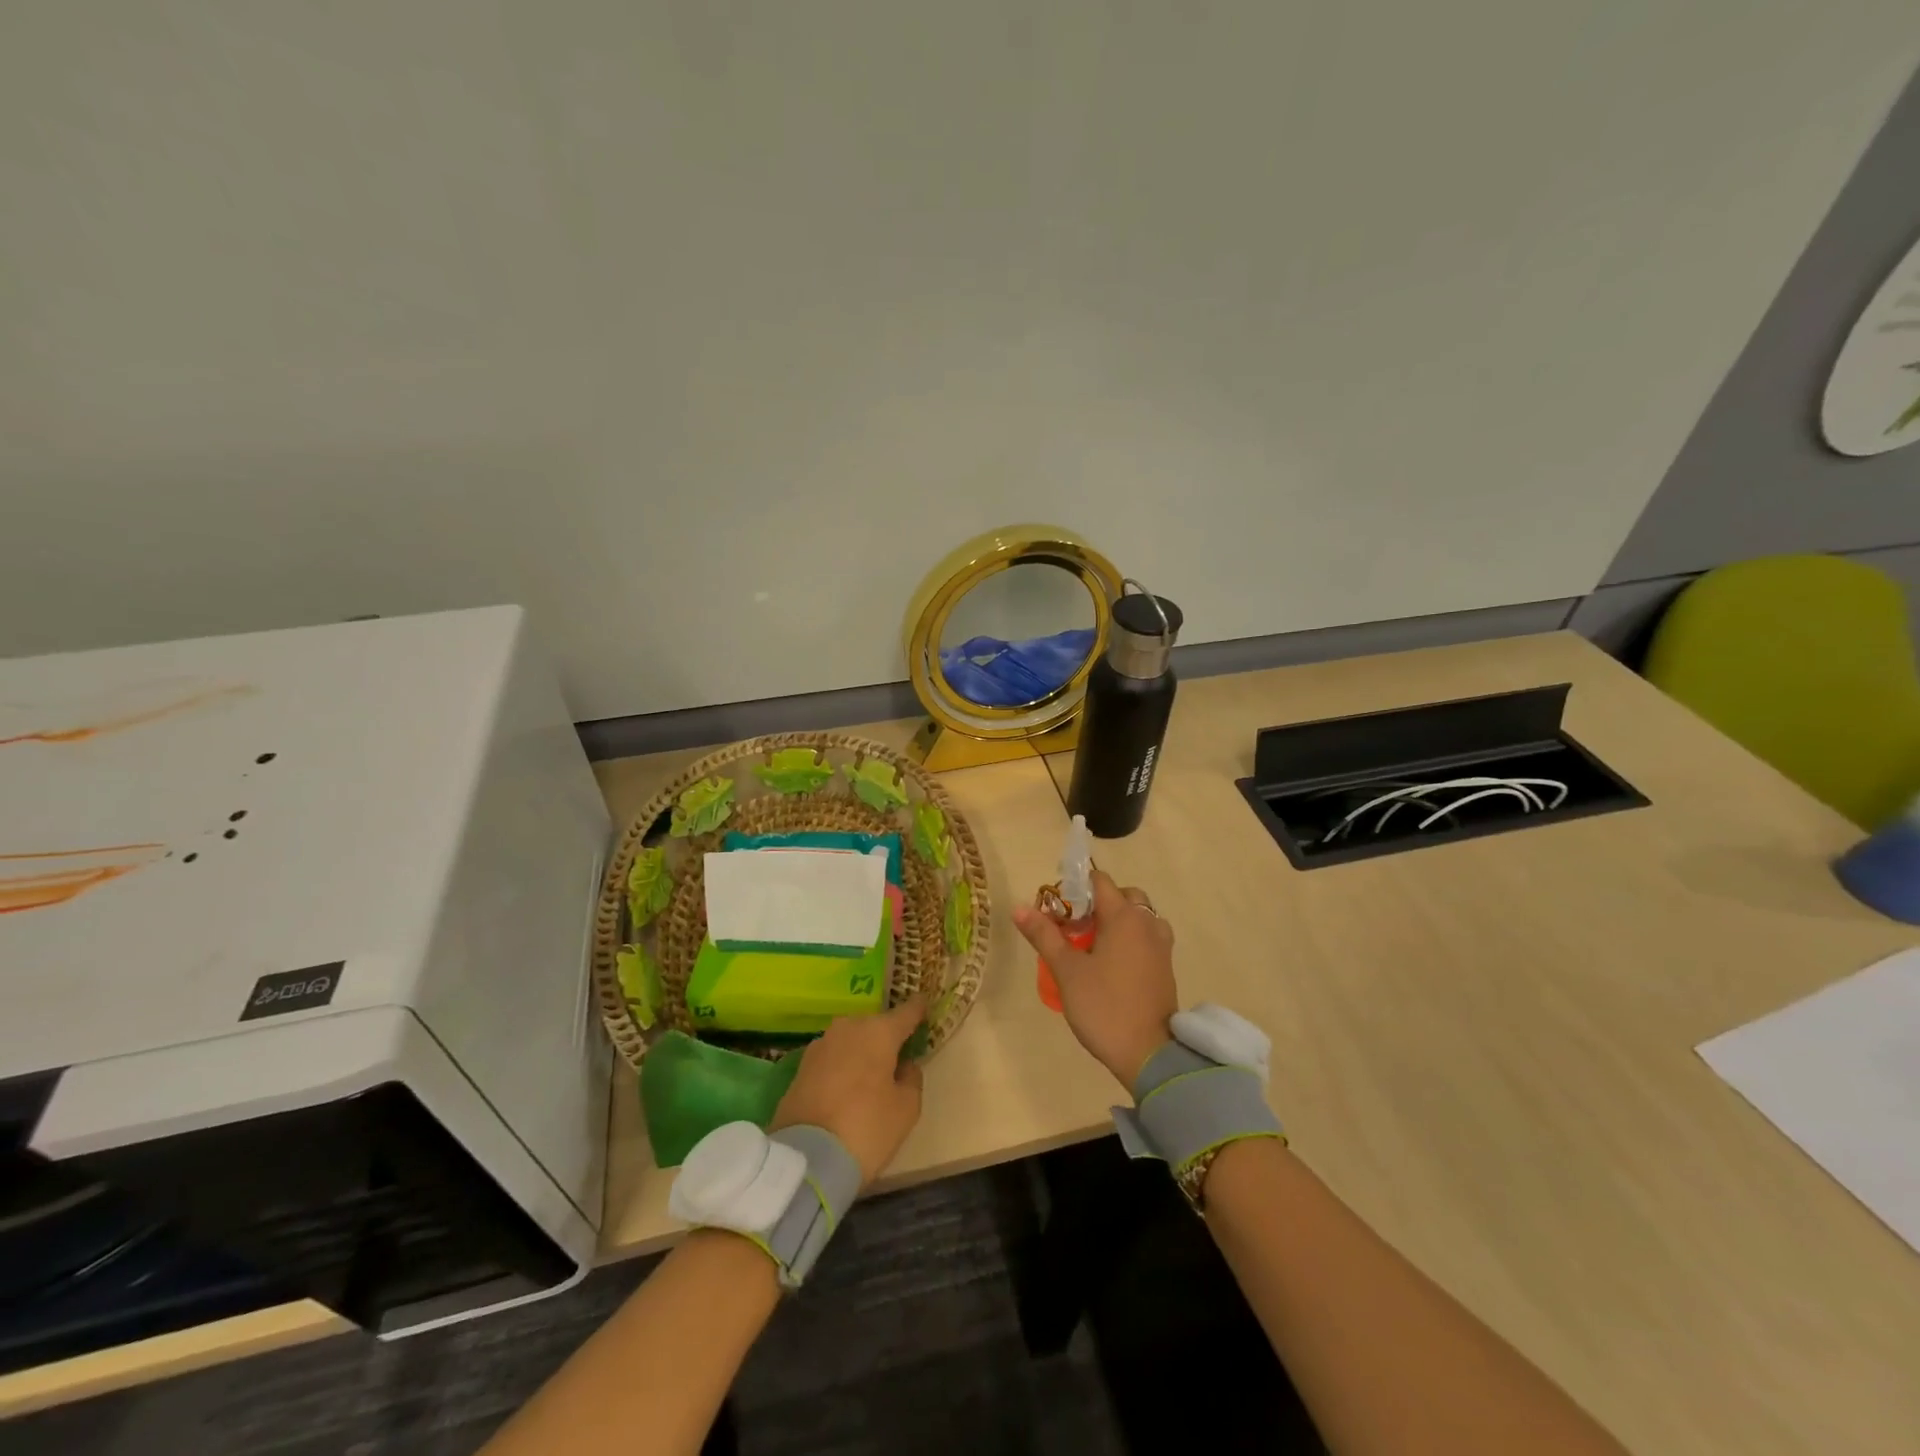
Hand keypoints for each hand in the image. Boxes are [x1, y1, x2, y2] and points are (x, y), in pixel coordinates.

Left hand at [771, 995, 925, 1190]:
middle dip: (885, 1037)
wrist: (807, 1158)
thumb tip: (904, 1065)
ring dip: (861, 1052)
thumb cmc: (867, 1128)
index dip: (917, 1009)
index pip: (906, 1012)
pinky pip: (832, 1058)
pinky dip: (841, 1067)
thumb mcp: (907, 1109)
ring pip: (851, 1040)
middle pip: (875, 1026)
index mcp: (880, 1032)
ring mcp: (821, 1044)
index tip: (924, 1005)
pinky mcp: (801, 1065)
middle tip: (895, 1058)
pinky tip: (844, 1089)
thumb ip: (911, 1078)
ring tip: (868, 1077)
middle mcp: (849, 1028)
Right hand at [1013, 870, 1177, 1092]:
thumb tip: (1019, 907)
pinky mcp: (1166, 967)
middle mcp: (1147, 924)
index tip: (1056, 906)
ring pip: (1138, 916)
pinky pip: (1146, 937)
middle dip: (1098, 902)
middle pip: (1124, 895)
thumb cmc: (1104, 1006)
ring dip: (1116, 920)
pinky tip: (1110, 962)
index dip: (1076, 886)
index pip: (1100, 881)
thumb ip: (1044, 935)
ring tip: (1091, 943)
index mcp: (1124, 917)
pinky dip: (1129, 938)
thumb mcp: (1067, 971)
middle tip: (1074, 925)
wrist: (1150, 1055)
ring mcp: (1161, 946)